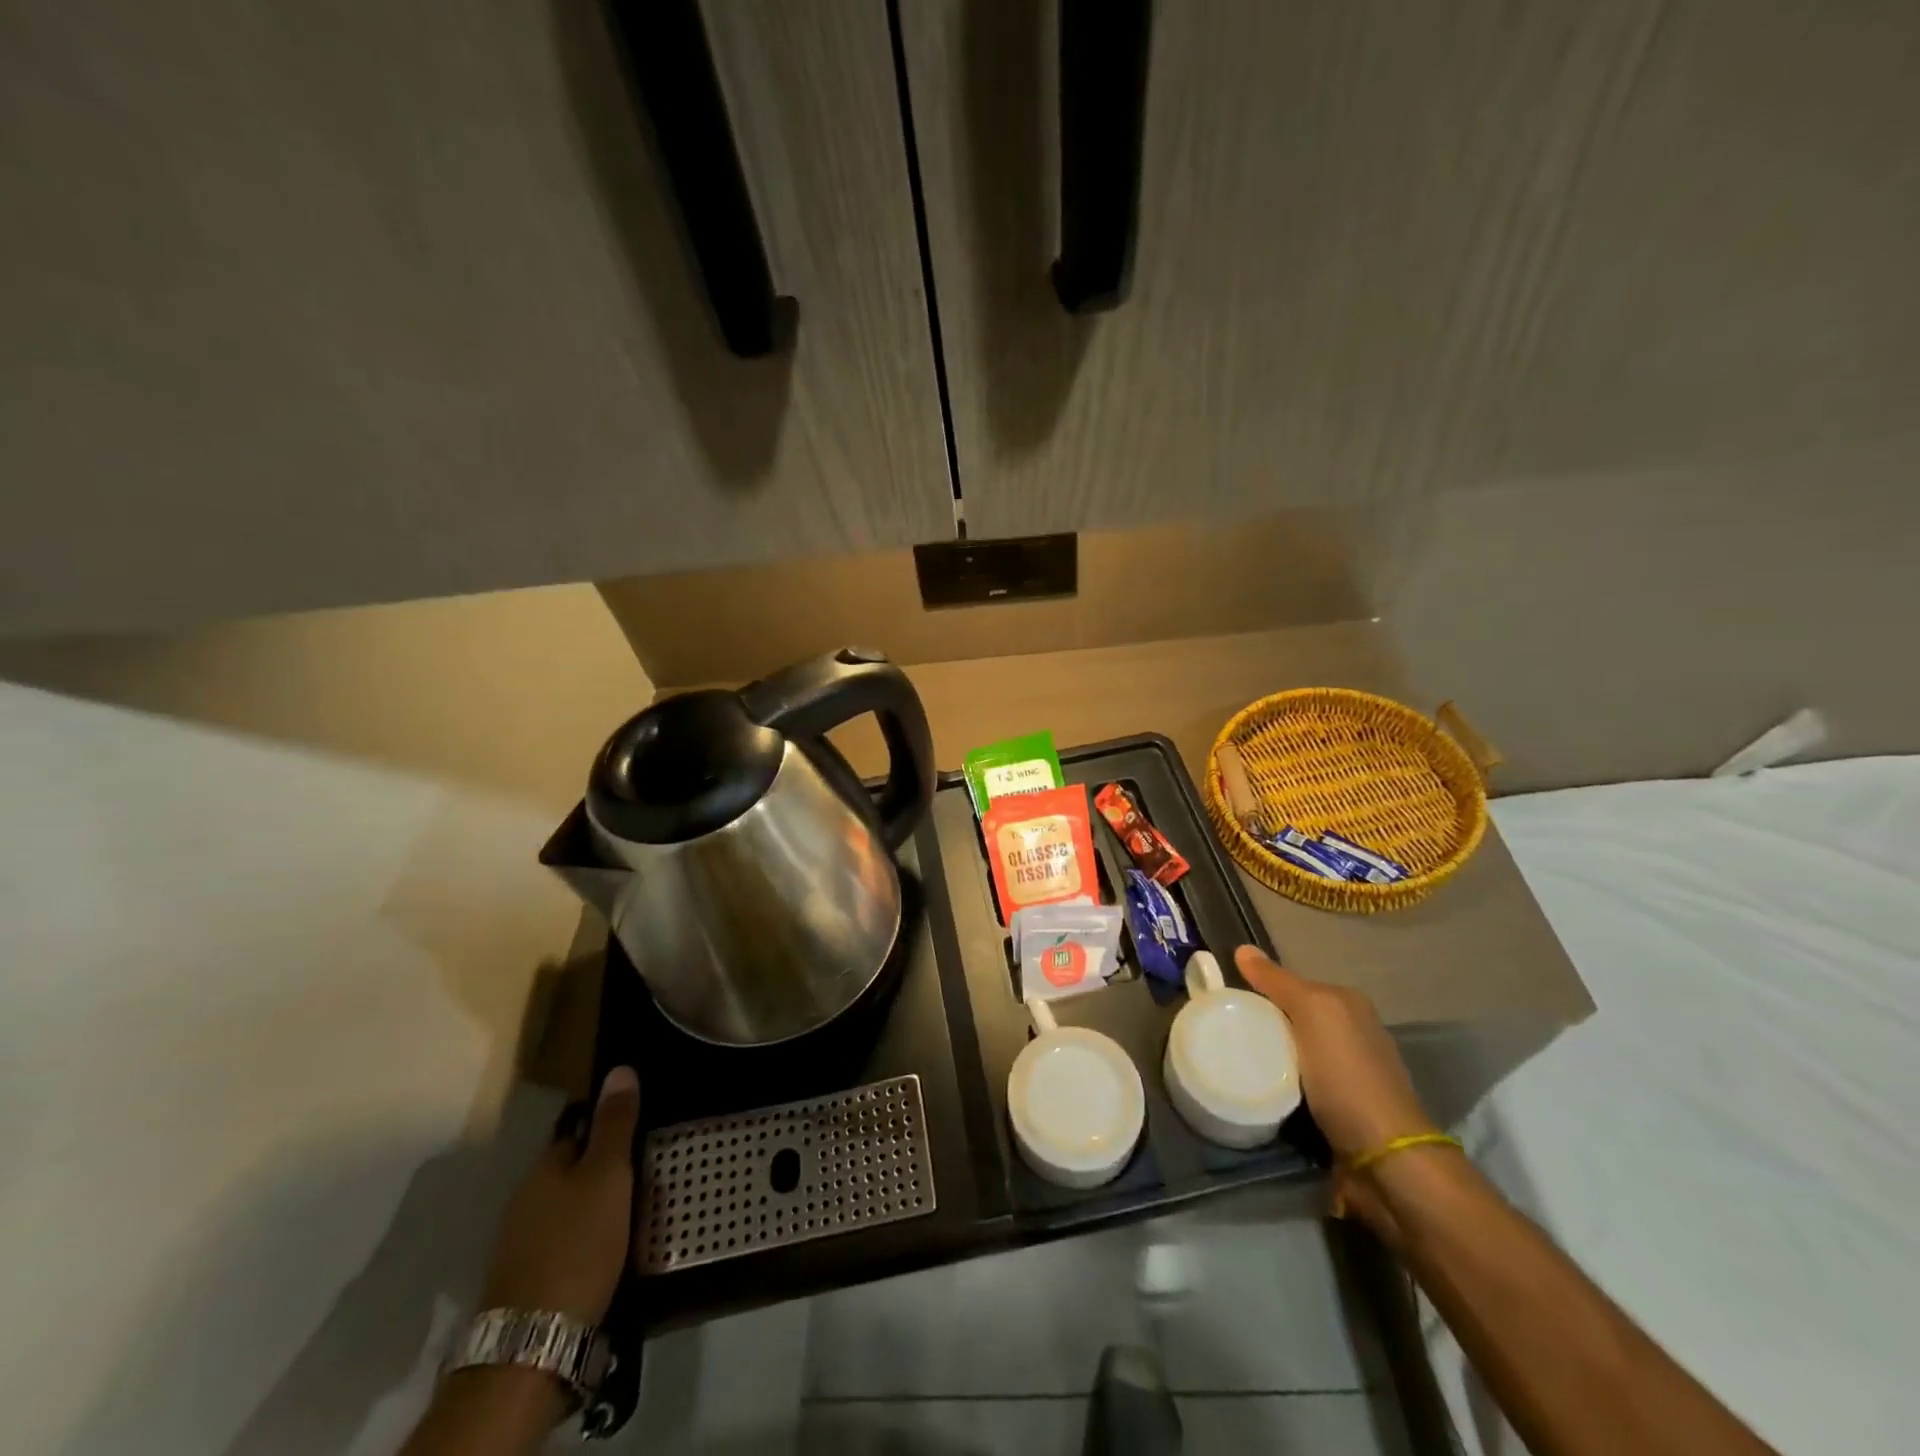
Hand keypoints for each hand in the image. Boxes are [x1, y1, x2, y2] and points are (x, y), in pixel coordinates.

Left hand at [480, 1067, 640, 1323]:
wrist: (535, 1344)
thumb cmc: (579, 1244)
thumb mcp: (609, 1176)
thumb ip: (616, 1125)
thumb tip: (620, 1069)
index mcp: (544, 1168)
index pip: (578, 1132)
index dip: (609, 1129)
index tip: (641, 1134)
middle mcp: (525, 1199)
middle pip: (571, 1171)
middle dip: (603, 1171)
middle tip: (647, 1173)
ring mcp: (520, 1243)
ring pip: (566, 1208)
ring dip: (594, 1207)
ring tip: (634, 1211)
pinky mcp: (526, 1281)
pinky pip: (563, 1241)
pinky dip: (584, 1239)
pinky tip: (607, 1250)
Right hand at [1235, 947, 1443, 1227]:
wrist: (1385, 1160)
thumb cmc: (1348, 1076)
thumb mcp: (1312, 1014)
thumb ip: (1277, 981)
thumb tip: (1243, 948)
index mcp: (1348, 1005)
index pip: (1292, 985)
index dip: (1258, 989)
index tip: (1224, 1002)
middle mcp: (1351, 1034)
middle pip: (1291, 1018)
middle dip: (1260, 1023)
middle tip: (1221, 1032)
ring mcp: (1346, 1074)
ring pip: (1292, 1052)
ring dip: (1267, 1057)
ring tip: (1230, 1060)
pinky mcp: (1338, 1109)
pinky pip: (1296, 1084)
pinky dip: (1277, 1084)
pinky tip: (1257, 1088)